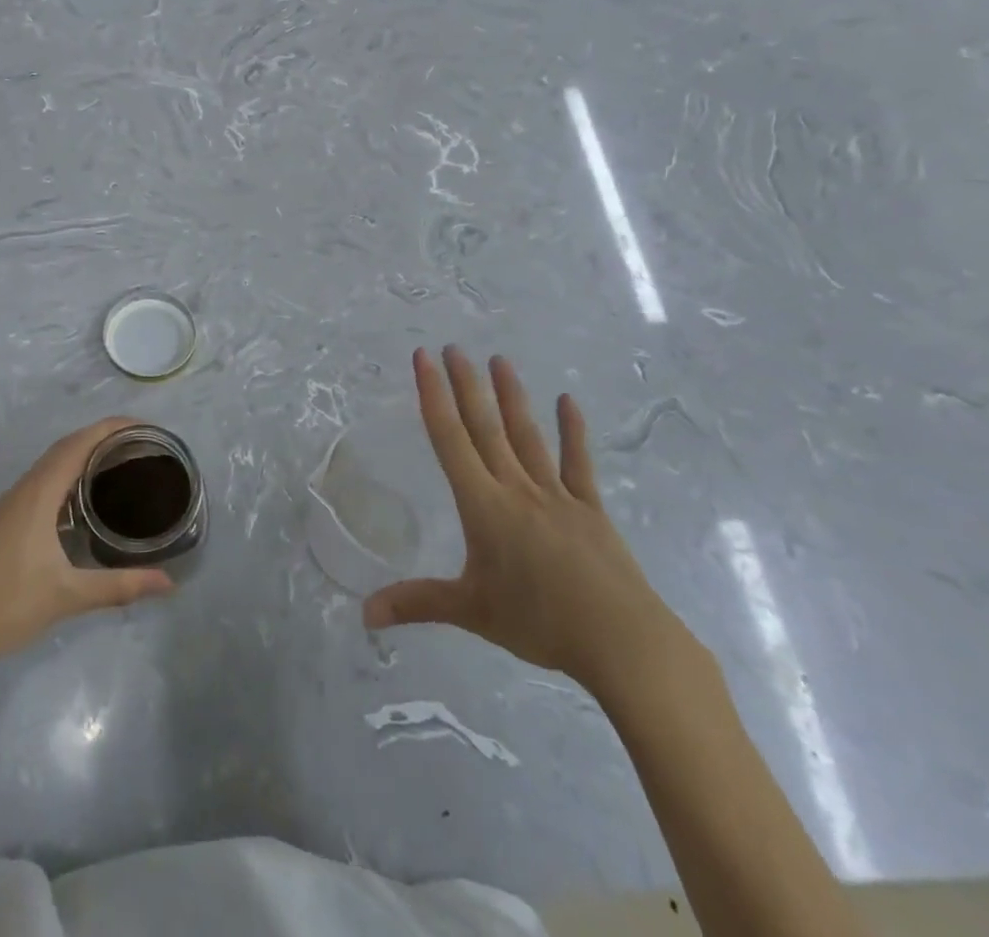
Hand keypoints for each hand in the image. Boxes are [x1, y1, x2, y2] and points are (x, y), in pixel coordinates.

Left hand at [0, 418, 174, 677]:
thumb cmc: (8, 605)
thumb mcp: (69, 595)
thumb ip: (120, 586)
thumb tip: (169, 584)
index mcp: (39, 494)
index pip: (79, 444)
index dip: (110, 428)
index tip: (145, 427)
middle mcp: (25, 489)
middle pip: (67, 447)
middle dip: (102, 437)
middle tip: (141, 444)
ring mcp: (12, 504)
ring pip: (52, 463)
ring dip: (84, 453)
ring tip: (120, 462)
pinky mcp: (7, 519)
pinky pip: (44, 480)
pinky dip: (69, 473)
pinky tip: (85, 498)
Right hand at [364, 347, 684, 696]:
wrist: (623, 641)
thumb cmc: (540, 622)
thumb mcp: (471, 612)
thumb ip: (416, 604)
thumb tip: (364, 615)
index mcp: (483, 505)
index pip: (450, 439)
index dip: (433, 396)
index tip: (424, 359)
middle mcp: (516, 488)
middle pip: (485, 427)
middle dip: (466, 385)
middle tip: (453, 347)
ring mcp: (557, 495)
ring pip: (527, 435)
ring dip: (510, 396)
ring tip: (498, 359)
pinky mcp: (590, 509)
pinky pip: (577, 463)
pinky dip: (573, 431)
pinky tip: (567, 401)